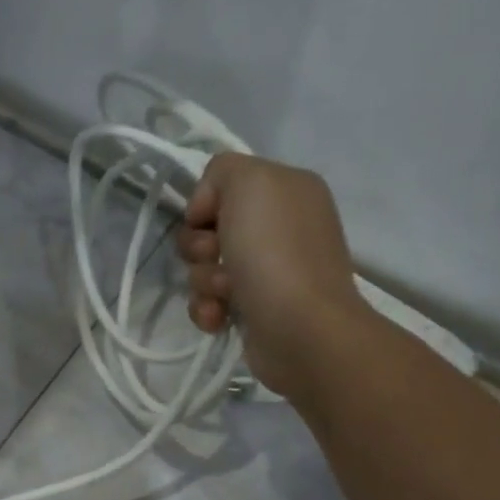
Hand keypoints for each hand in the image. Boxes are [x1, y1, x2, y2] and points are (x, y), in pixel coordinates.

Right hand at [175, 152, 364, 395]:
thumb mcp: (250, 181)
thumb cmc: (274, 251)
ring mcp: (269, 269)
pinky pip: (210, 299)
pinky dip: (207, 308)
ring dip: (202, 281)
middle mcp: (280, 224)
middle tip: (216, 258)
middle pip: (207, 227)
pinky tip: (219, 318)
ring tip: (225, 295)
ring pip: (204, 266)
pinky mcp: (255, 306)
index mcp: (285, 189)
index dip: (204, 203)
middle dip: (199, 247)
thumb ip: (222, 171)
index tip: (207, 221)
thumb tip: (208, 210)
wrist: (300, 328)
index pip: (221, 184)